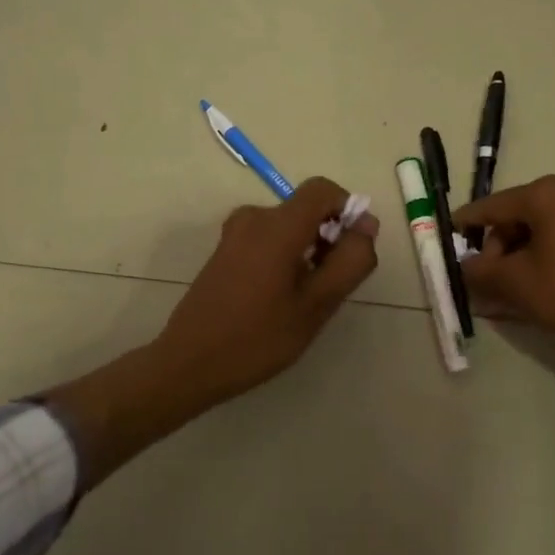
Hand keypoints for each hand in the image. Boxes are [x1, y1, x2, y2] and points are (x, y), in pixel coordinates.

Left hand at [153, 177, 380, 409]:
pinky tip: (282, 299)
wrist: (189, 364)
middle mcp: (253, 218)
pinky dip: (286, 257)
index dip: (348, 209)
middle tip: (333, 285)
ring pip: (288, 227)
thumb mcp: (317, 305)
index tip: (355, 248)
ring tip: (308, 299)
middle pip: (306, 209)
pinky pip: (268, 240)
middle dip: (330, 237)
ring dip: (309, 250)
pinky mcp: (225, 252)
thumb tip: (366, 226)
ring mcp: (234, 235)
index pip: (323, 189)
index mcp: (277, 225)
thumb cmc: (258, 337)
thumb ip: (350, 260)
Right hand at [454, 175, 554, 333]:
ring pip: (542, 225)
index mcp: (545, 194)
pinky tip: (535, 277)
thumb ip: (480, 271)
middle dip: (498, 246)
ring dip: (521, 251)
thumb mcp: (515, 282)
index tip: (449, 234)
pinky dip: (545, 251)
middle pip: (518, 215)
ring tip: (509, 283)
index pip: (492, 206)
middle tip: (487, 277)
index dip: (467, 223)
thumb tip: (464, 268)